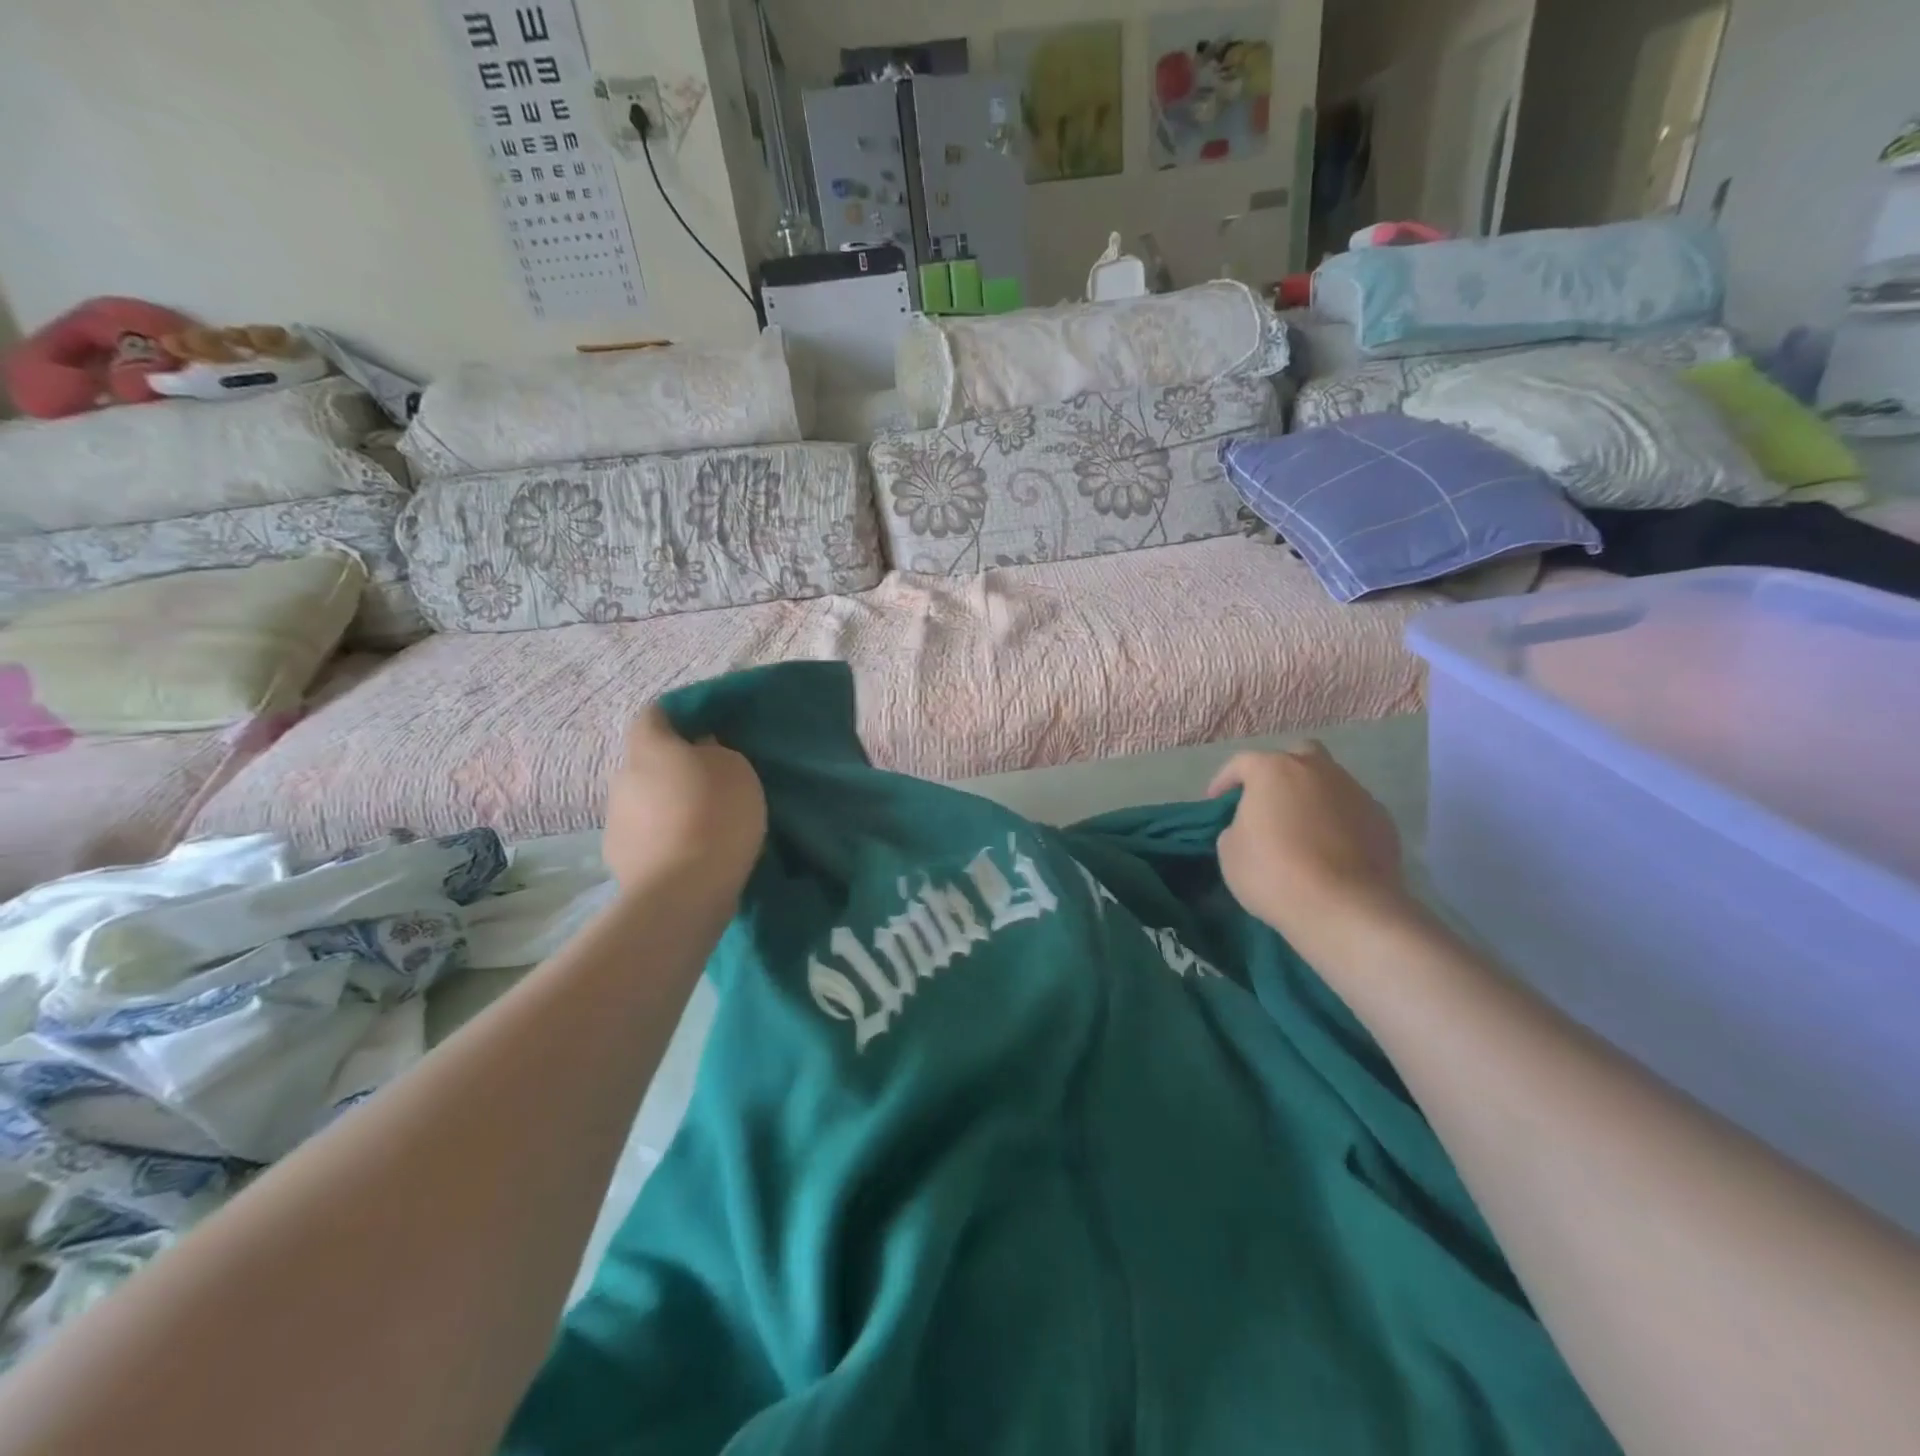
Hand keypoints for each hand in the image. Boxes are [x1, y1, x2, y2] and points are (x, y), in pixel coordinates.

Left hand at [603, 708, 765, 898]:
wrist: (683, 892)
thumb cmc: (715, 815)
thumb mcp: (736, 768)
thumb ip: (715, 750)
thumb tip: (700, 749)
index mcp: (649, 746)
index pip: (656, 713)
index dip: (680, 716)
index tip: (708, 727)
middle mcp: (622, 776)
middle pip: (648, 760)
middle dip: (675, 766)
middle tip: (710, 780)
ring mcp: (615, 819)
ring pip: (645, 799)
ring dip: (668, 804)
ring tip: (702, 822)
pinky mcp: (618, 857)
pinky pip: (645, 834)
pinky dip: (663, 836)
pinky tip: (689, 851)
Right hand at [1208, 742, 1408, 942]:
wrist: (1346, 908)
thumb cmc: (1274, 873)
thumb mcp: (1230, 851)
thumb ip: (1237, 826)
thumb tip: (1252, 826)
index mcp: (1273, 770)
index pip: (1241, 763)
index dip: (1224, 781)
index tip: (1215, 801)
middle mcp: (1317, 770)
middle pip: (1297, 755)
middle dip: (1281, 772)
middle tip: (1269, 801)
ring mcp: (1355, 792)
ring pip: (1329, 782)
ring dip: (1312, 797)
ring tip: (1302, 829)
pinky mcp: (1382, 820)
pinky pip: (1351, 811)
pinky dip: (1338, 821)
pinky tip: (1331, 849)